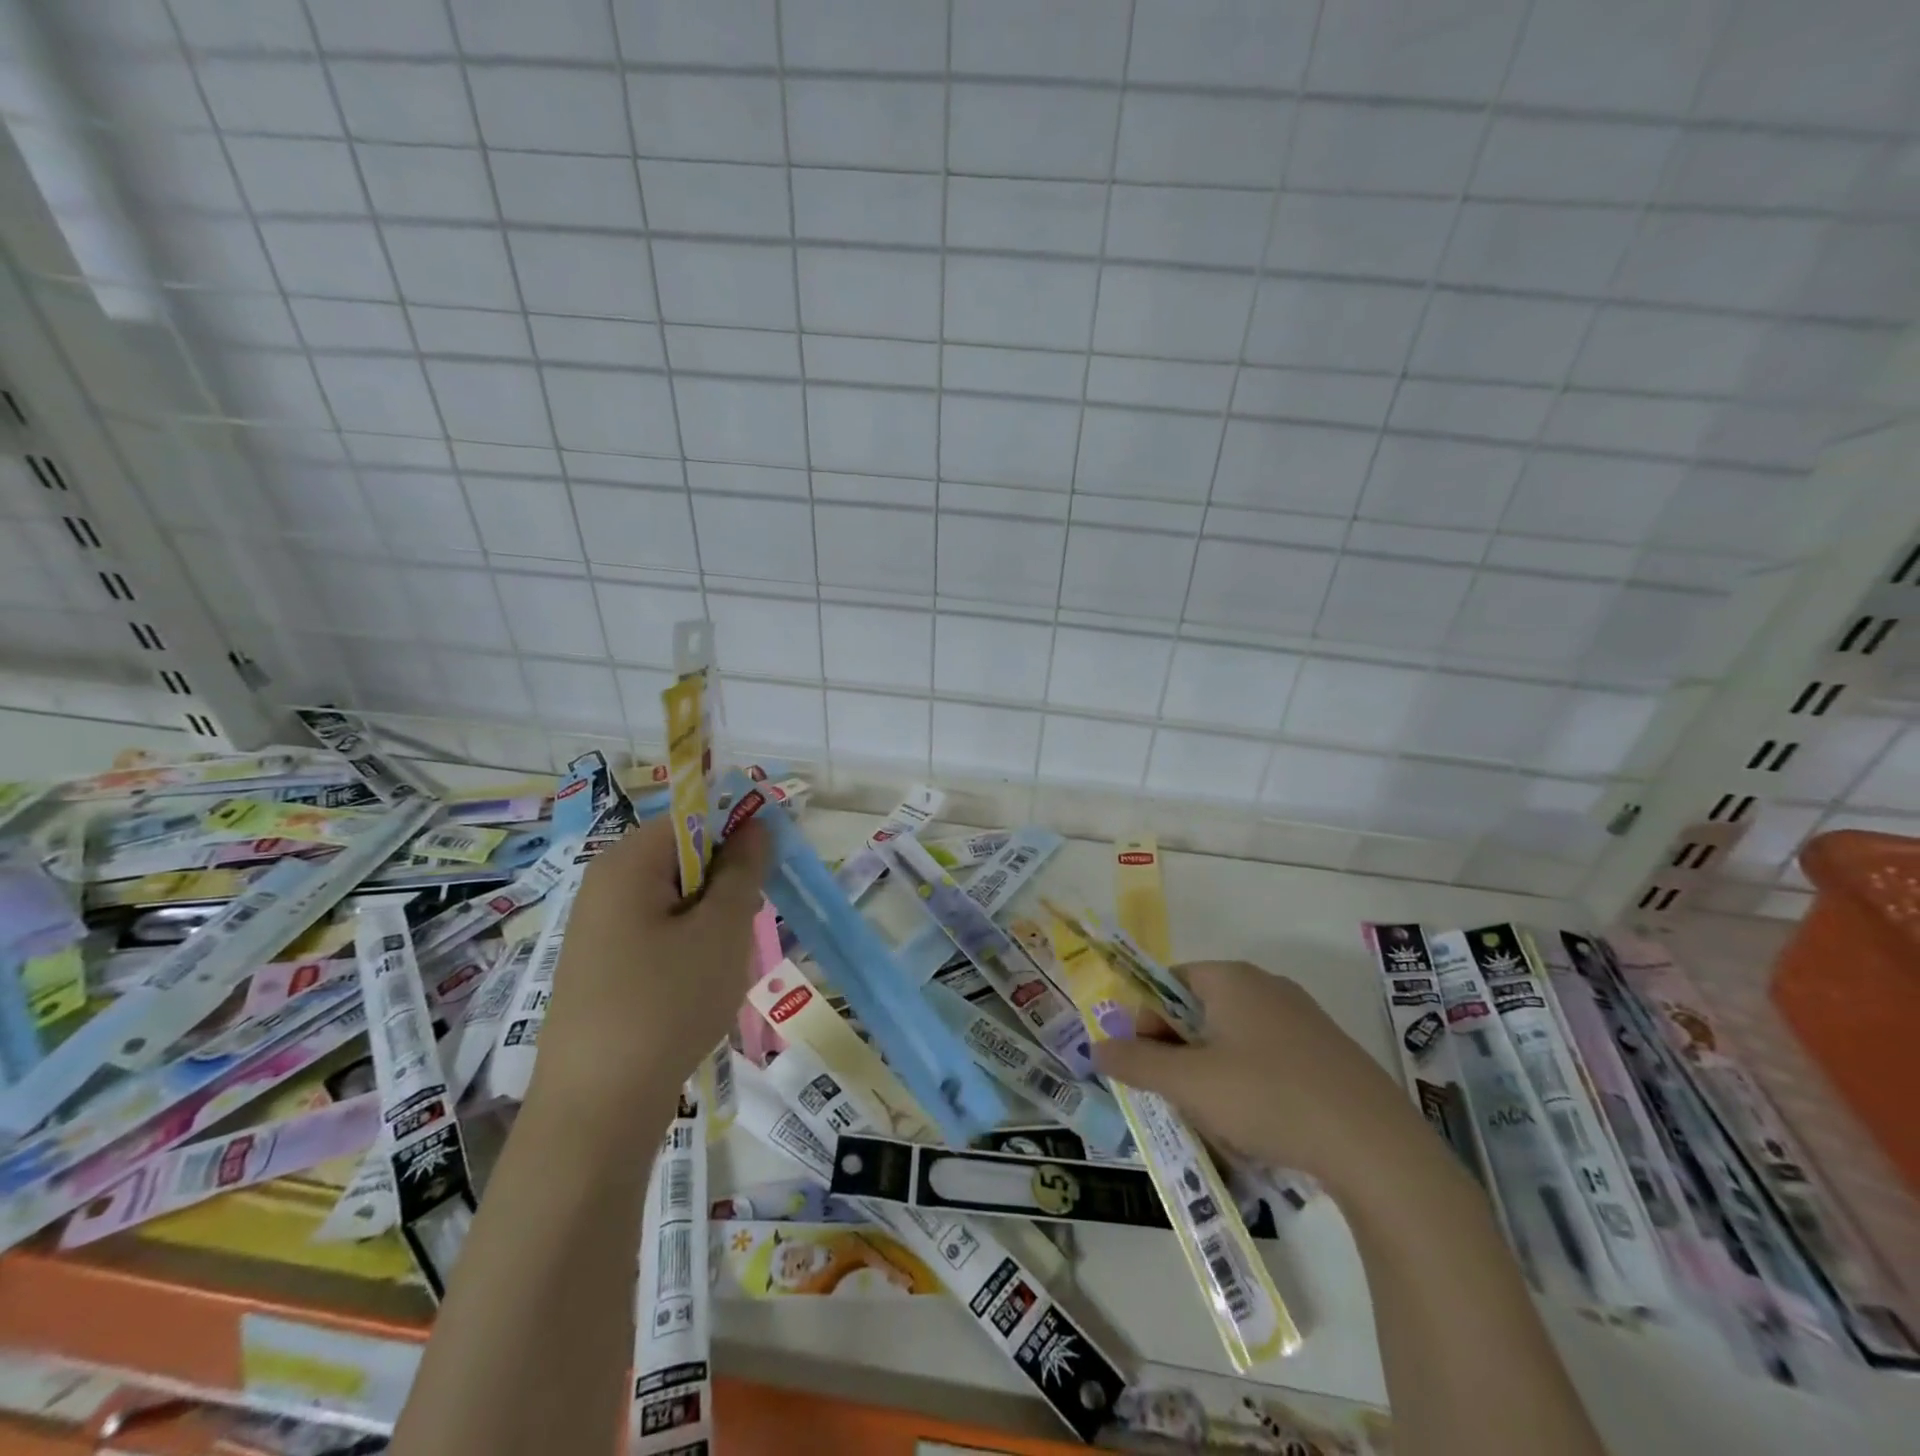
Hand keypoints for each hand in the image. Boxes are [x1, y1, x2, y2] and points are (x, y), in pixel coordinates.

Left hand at [531, 815, 771, 1112]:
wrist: (597, 1110)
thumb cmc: (667, 1003)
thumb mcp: (722, 930)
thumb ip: (743, 869)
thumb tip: (755, 824)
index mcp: (627, 863)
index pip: (693, 818)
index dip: (736, 836)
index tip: (762, 878)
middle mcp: (604, 885)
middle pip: (683, 858)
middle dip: (723, 887)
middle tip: (740, 931)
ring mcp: (597, 929)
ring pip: (676, 900)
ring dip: (710, 922)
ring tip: (719, 968)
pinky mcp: (600, 967)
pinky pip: (657, 934)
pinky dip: (686, 950)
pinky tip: (695, 991)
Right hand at [1092, 960, 1444, 1198]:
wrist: (1376, 1148)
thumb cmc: (1268, 1098)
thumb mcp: (1189, 1084)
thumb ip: (1137, 1062)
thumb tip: (1097, 1045)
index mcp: (1229, 978)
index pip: (1167, 984)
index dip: (1147, 1023)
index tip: (1145, 1067)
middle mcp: (1265, 984)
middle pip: (1200, 1009)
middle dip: (1179, 1052)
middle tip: (1177, 1096)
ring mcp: (1302, 1017)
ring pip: (1234, 1037)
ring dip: (1212, 1071)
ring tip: (1216, 1118)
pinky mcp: (1328, 1051)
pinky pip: (1269, 1056)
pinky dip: (1251, 1082)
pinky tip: (1259, 1124)